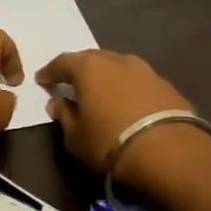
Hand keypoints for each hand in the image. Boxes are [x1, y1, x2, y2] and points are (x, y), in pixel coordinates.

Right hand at [36, 49, 198, 179]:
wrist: (168, 152)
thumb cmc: (109, 142)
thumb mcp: (76, 136)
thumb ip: (64, 115)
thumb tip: (57, 103)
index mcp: (89, 67)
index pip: (62, 62)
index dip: (50, 72)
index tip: (42, 80)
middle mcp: (117, 60)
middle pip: (93, 59)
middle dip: (80, 70)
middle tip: (72, 83)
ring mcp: (146, 70)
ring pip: (119, 67)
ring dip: (108, 77)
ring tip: (102, 93)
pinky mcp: (167, 86)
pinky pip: (139, 82)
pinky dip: (129, 89)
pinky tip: (128, 104)